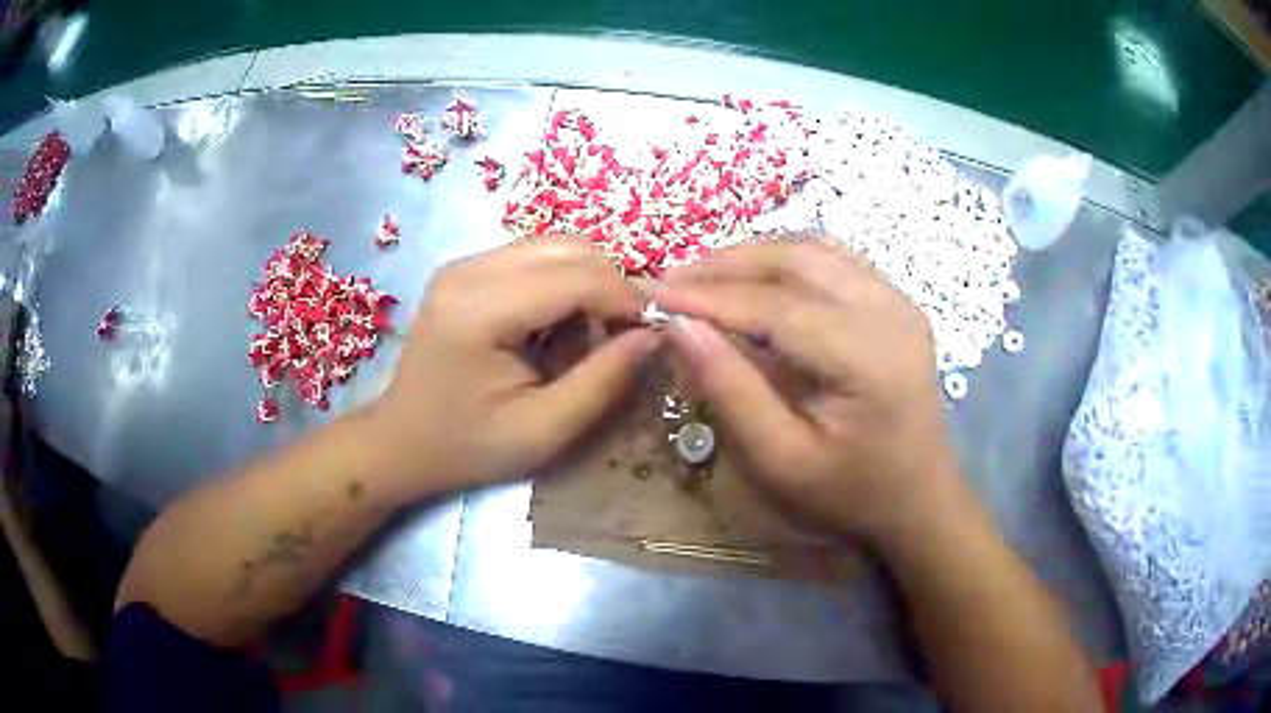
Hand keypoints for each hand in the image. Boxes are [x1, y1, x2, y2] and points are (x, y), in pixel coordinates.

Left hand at [371, 240, 658, 501]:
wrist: (401, 441)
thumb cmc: (468, 446)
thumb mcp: (544, 430)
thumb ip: (604, 380)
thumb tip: (655, 334)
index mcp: (479, 308)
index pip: (576, 276)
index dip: (626, 299)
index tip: (652, 334)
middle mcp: (469, 269)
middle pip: (569, 247)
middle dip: (610, 286)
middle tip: (622, 337)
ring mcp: (464, 264)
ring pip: (555, 246)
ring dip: (587, 283)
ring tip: (588, 336)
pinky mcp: (466, 270)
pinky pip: (534, 257)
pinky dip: (562, 284)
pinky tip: (556, 327)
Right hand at [656, 238, 966, 544]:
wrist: (920, 498)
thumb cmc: (851, 493)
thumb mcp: (782, 461)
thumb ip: (731, 391)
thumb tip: (680, 327)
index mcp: (870, 358)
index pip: (777, 306)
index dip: (709, 296)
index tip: (652, 294)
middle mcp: (891, 312)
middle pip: (798, 258)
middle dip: (727, 263)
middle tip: (673, 281)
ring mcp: (899, 300)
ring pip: (815, 248)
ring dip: (754, 255)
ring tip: (704, 277)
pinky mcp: (897, 301)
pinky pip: (834, 258)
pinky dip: (786, 259)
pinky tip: (755, 279)